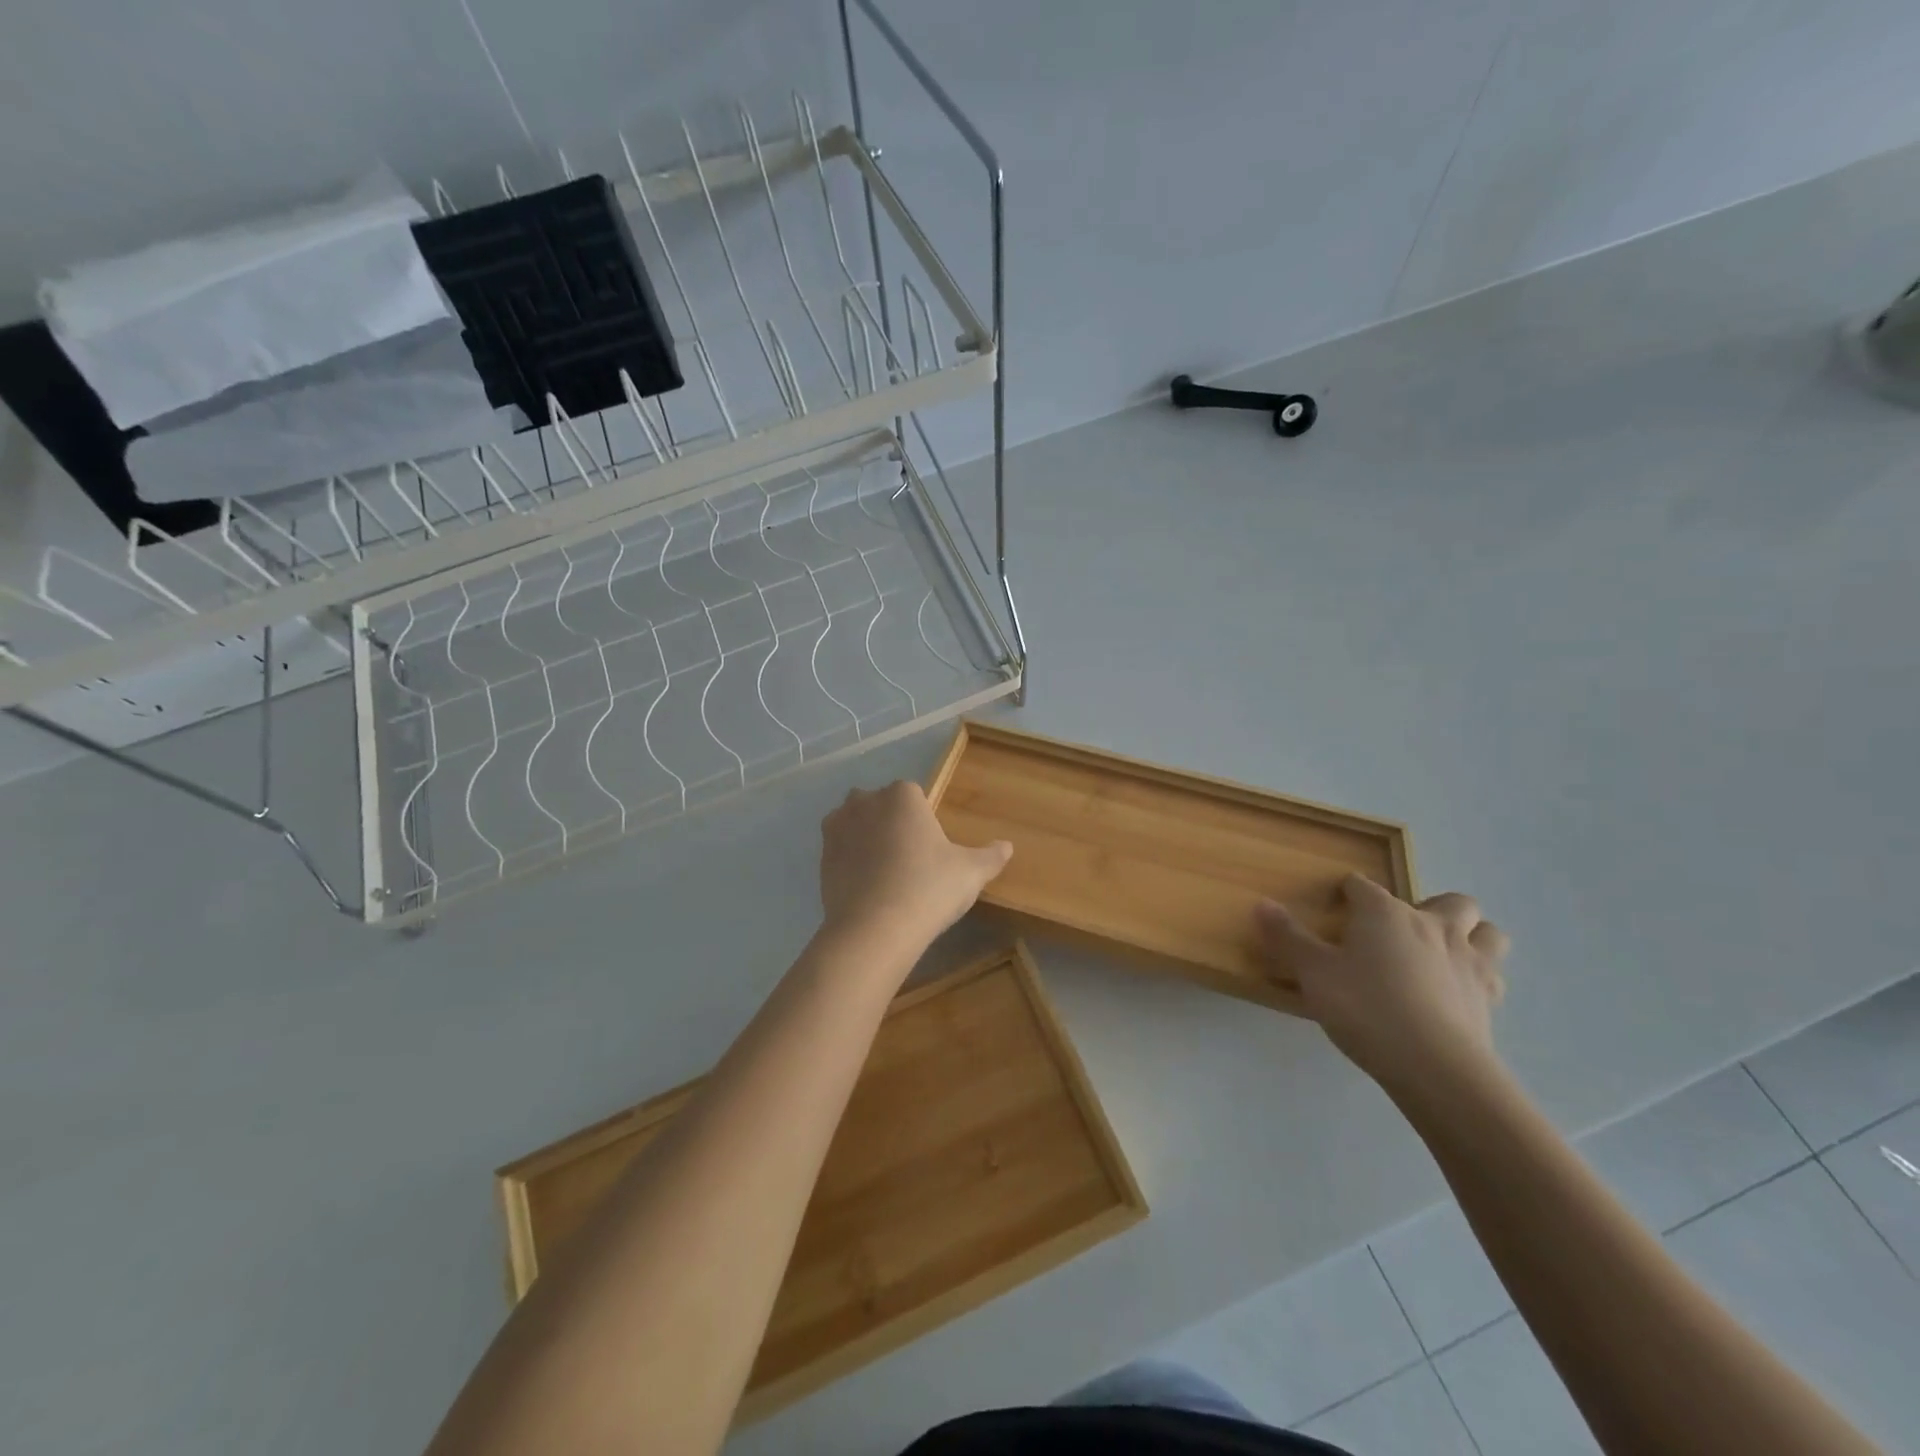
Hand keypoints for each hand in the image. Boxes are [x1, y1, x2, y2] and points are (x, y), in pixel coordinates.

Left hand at [818, 781, 1012, 951]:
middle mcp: (865, 801)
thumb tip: (1007, 846)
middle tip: (910, 860)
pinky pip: (840, 851)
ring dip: (866, 839)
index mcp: (902, 795)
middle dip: (891, 823)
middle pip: (880, 804)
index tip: (932, 849)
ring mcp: (838, 828)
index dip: (923, 820)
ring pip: (855, 824)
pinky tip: (867, 889)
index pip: (914, 795)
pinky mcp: (821, 858)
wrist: (874, 929)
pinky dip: (851, 863)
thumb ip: (991, 856)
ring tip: (886, 874)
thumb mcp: (971, 873)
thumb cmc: (929, 888)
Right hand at [1256, 875, 1509, 1095]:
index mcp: (1385, 913)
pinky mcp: (1489, 998)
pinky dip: (1480, 976)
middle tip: (1406, 930)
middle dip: (1432, 907)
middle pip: (1450, 900)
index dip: (1348, 892)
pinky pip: (1494, 975)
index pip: (1362, 886)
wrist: (1434, 1065)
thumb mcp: (1313, 973)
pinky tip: (1461, 992)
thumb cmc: (1365, 1008)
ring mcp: (1468, 961)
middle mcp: (1432, 925)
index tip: (1338, 905)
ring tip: (1445, 953)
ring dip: (1471, 935)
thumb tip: (1262, 904)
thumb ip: (1288, 937)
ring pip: (1488, 931)